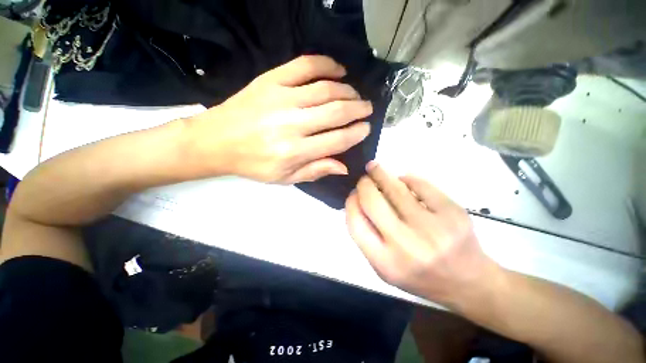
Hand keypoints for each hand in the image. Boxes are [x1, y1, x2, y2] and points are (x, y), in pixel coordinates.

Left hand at [184, 55, 372, 183]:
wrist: (216, 141)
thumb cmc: (253, 164)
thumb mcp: (285, 177)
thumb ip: (315, 171)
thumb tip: (344, 167)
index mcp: (295, 151)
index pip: (337, 140)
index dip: (356, 133)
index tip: (366, 128)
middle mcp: (292, 124)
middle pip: (336, 112)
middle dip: (358, 109)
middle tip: (367, 108)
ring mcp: (281, 98)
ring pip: (326, 89)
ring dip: (347, 90)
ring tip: (355, 94)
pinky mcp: (271, 80)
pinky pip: (305, 65)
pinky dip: (327, 64)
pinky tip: (338, 70)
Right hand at [345, 162, 500, 305]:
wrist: (467, 282)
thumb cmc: (420, 276)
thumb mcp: (384, 267)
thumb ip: (367, 236)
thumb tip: (358, 200)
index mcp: (385, 262)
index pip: (355, 222)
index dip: (350, 202)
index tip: (353, 194)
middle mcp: (406, 245)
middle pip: (372, 201)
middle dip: (364, 184)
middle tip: (364, 179)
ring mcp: (432, 228)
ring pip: (396, 189)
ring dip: (380, 173)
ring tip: (375, 168)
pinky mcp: (453, 213)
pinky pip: (421, 185)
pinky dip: (408, 179)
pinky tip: (404, 179)